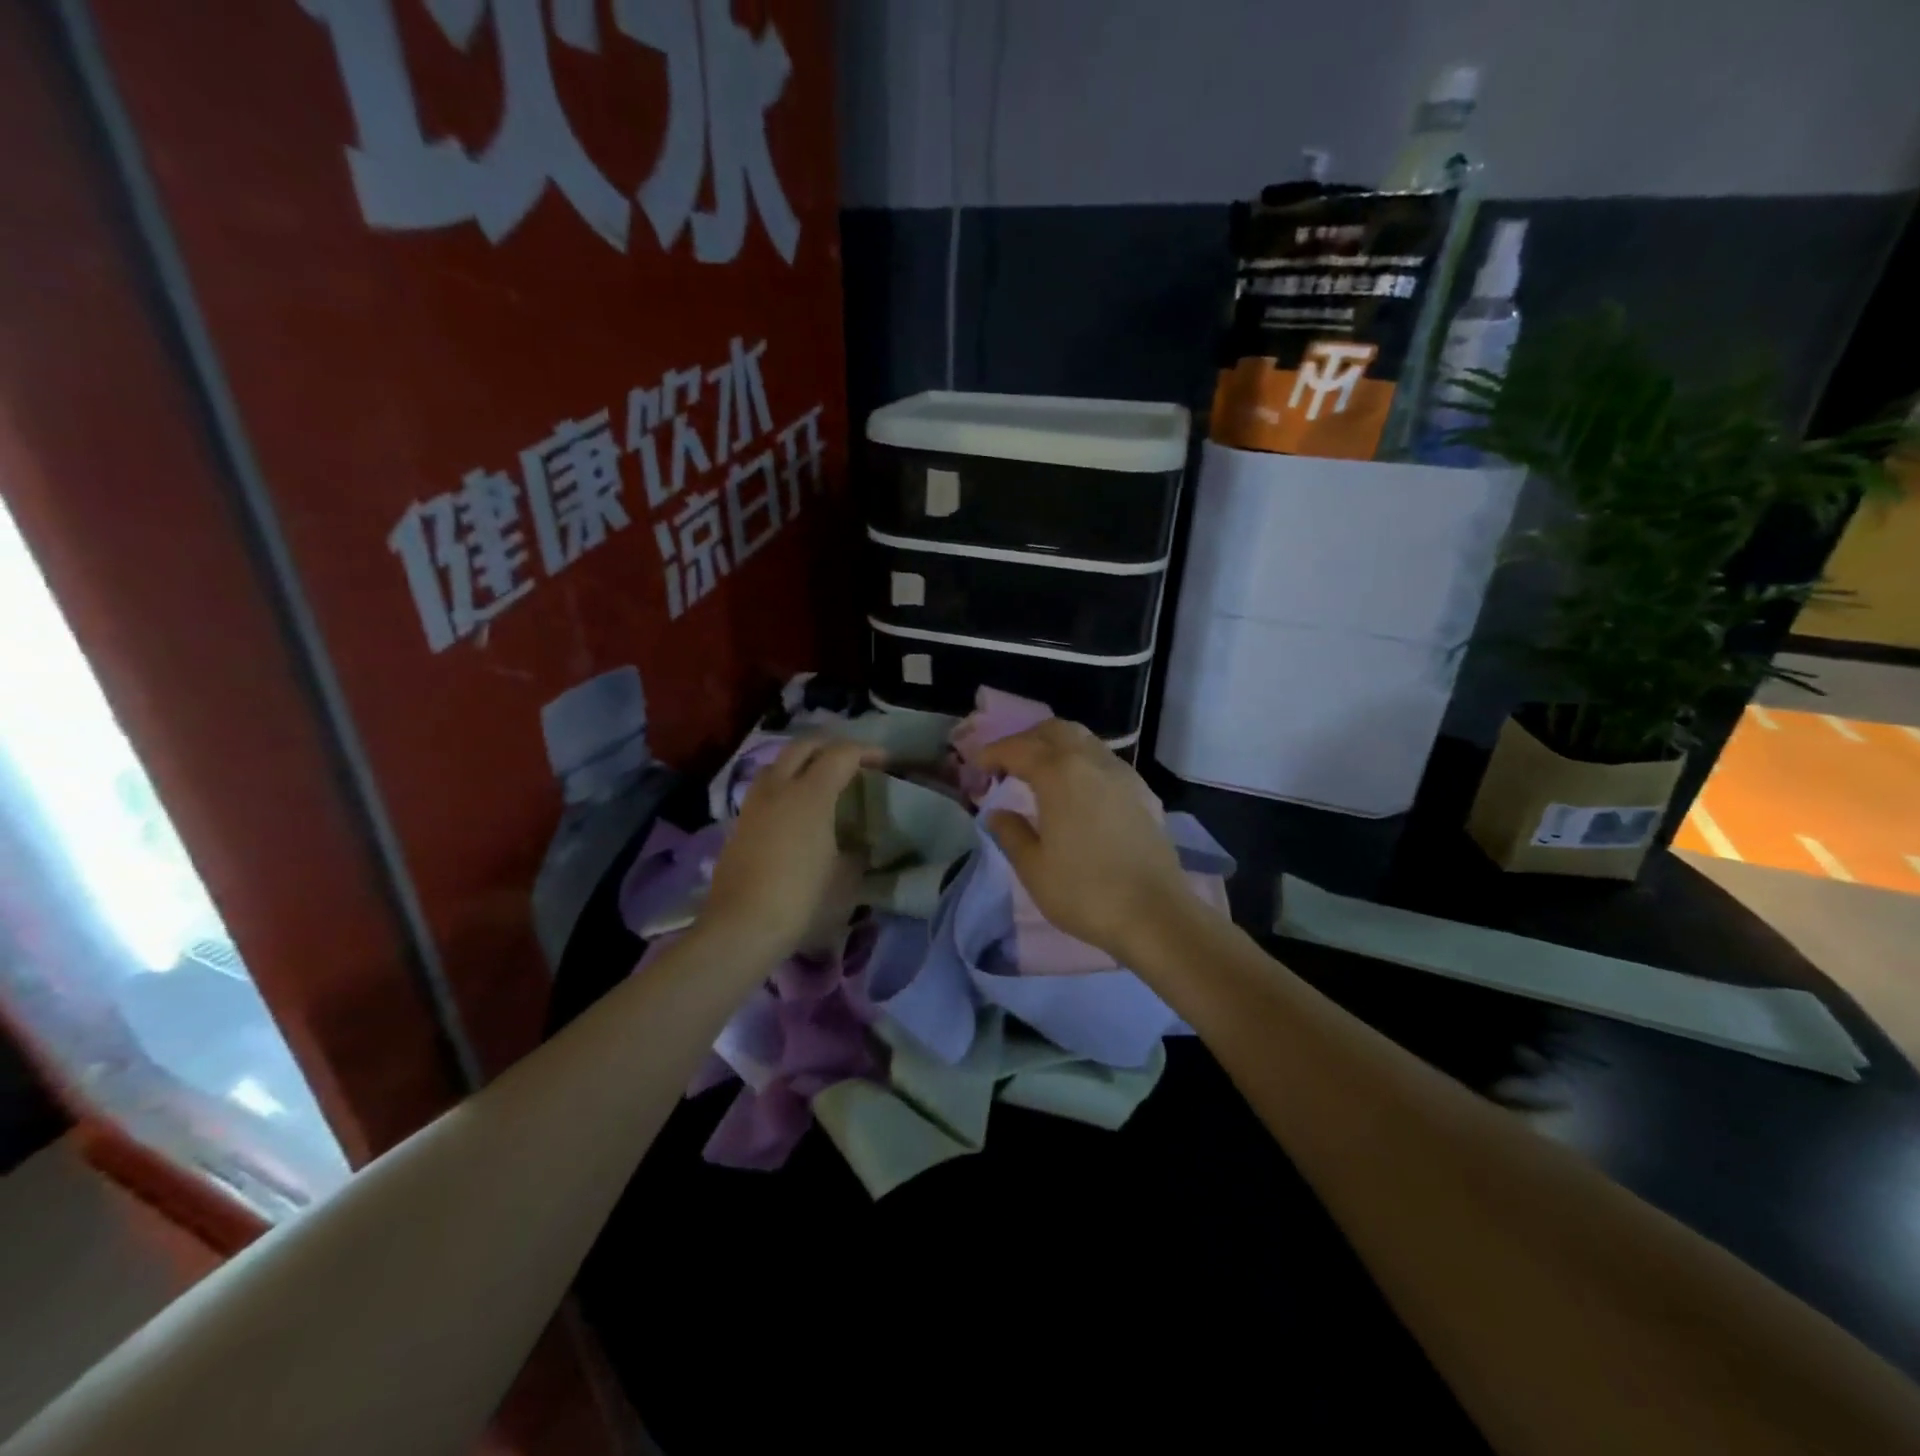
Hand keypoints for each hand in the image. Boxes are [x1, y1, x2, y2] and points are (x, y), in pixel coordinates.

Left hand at [699, 737, 881, 965]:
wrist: (742, 927)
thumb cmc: (802, 899)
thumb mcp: (845, 879)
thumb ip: (856, 855)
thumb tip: (857, 848)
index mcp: (811, 794)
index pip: (841, 754)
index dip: (866, 752)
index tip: (884, 761)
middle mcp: (780, 788)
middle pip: (803, 746)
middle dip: (830, 746)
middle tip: (851, 760)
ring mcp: (754, 804)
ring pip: (778, 764)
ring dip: (801, 762)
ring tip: (819, 780)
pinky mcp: (739, 824)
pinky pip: (765, 790)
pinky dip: (784, 786)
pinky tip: (795, 810)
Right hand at [978, 720, 1205, 963]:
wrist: (1155, 914)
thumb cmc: (1085, 892)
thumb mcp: (1034, 868)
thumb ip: (1011, 833)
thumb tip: (997, 813)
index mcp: (1059, 774)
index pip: (1018, 749)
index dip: (993, 753)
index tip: (977, 767)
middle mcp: (1092, 761)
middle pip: (1054, 730)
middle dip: (1026, 740)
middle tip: (1007, 764)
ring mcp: (1122, 774)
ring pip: (1084, 740)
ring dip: (1056, 747)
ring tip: (1039, 774)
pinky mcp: (1143, 792)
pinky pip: (1104, 761)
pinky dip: (1081, 762)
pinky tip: (1076, 792)